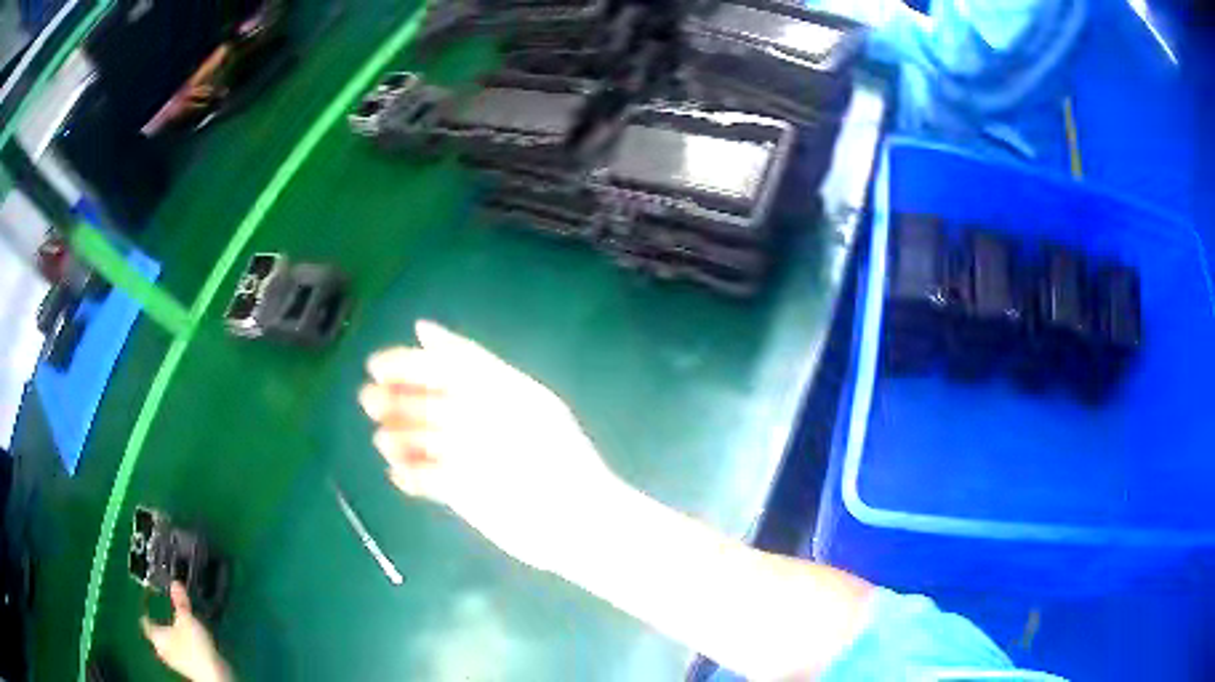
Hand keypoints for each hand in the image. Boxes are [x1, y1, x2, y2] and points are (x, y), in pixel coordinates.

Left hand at [141, 583, 231, 681]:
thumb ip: (180, 601)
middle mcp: (161, 649)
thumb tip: (174, 583)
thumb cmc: (195, 647)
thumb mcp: (187, 619)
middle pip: (156, 632)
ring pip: (168, 643)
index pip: (145, 620)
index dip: (146, 609)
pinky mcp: (186, 667)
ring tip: (179, 624)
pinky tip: (189, 641)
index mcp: (156, 636)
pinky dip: (181, 643)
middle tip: (166, 611)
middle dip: (161, 621)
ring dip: (172, 633)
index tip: (150, 600)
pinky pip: (179, 650)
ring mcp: (174, 660)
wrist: (213, 675)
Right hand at [360, 321, 620, 574]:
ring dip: (398, 438)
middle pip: (425, 404)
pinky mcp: (460, 494)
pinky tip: (400, 474)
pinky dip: (411, 475)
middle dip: (395, 400)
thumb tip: (422, 327)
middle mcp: (474, 422)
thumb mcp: (515, 397)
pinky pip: (426, 479)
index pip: (441, 370)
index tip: (375, 366)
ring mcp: (465, 459)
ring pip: (419, 441)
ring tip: (384, 440)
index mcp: (491, 392)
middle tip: (370, 401)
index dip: (408, 364)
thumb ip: (469, 362)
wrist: (574, 520)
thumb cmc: (551, 453)